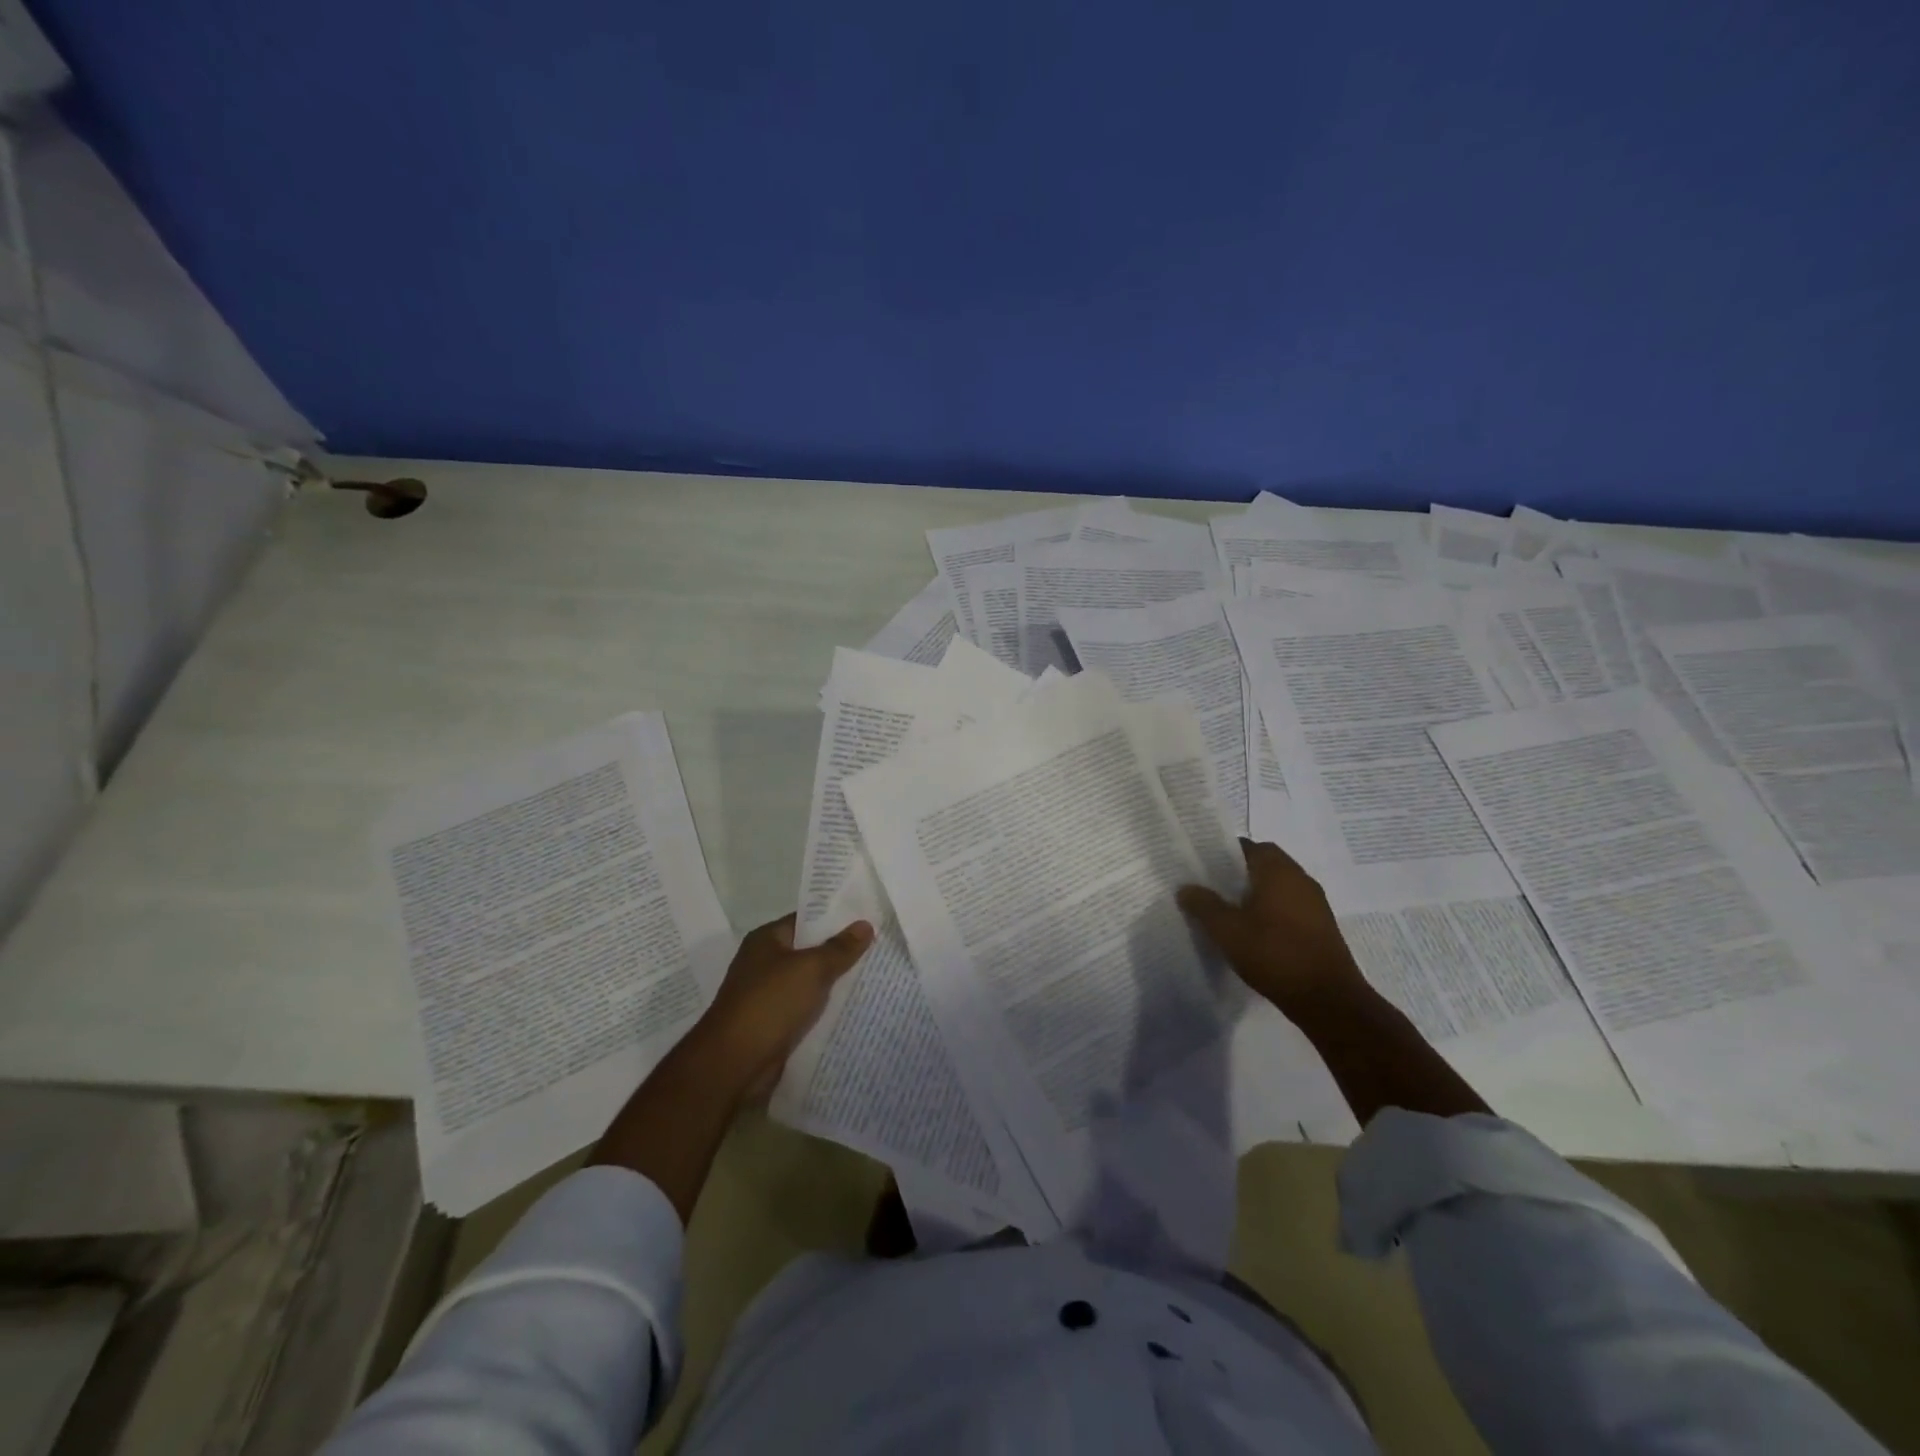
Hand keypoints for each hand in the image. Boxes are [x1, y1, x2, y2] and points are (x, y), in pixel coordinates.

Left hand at [691, 913, 873, 1101]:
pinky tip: (854, 1010)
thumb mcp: (811, 968)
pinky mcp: (774, 1025)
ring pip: (810, 984)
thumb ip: (840, 948)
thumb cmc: (770, 1003)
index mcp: (766, 940)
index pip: (806, 920)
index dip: (836, 919)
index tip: (869, 920)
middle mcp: (764, 964)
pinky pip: (806, 1010)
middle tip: (879, 948)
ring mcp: (768, 996)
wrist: (734, 1064)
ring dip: (835, 984)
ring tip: (874, 977)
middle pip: (810, 952)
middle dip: (840, 953)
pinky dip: (825, 1011)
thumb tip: (865, 924)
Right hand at [1177, 840, 1369, 1020]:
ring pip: (1278, 886)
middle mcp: (1300, 879)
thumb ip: (1204, 905)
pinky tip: (1254, 932)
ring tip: (1229, 911)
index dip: (1223, 853)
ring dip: (1256, 893)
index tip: (1202, 867)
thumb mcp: (1227, 930)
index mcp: (1278, 870)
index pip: (1247, 846)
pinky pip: (1290, 906)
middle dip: (1238, 874)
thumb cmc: (1274, 954)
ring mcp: (1315, 903)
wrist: (1328, 999)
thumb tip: (1186, 887)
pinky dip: (1271, 911)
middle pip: (1264, 864)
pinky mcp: (1321, 926)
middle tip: (1211, 889)